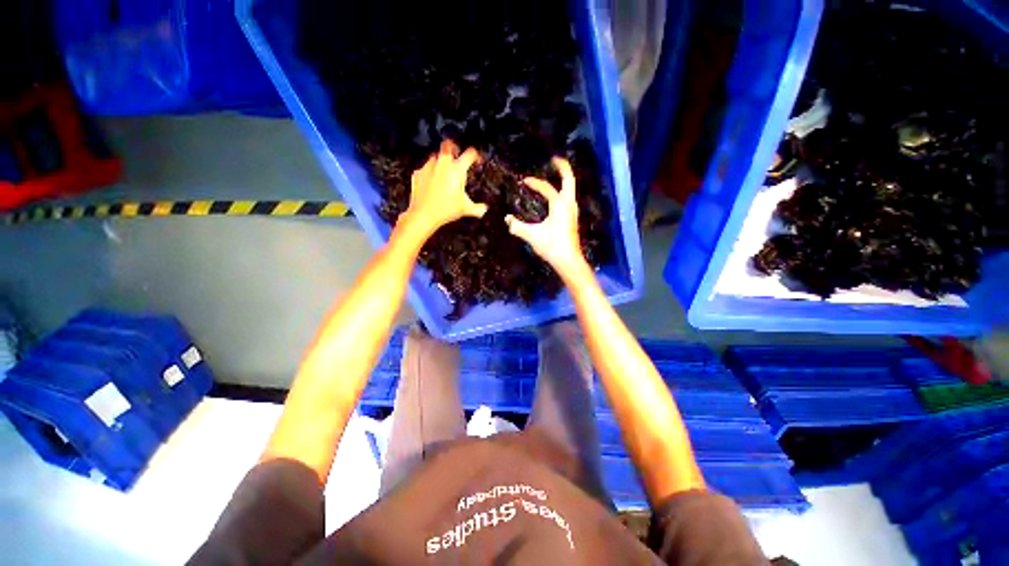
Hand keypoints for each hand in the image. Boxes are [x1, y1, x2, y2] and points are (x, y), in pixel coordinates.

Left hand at [403, 140, 487, 234]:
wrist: (424, 214)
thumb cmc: (446, 210)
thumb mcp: (466, 209)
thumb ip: (478, 208)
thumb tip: (484, 209)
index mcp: (457, 169)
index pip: (470, 154)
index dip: (476, 156)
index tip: (476, 161)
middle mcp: (442, 164)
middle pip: (448, 145)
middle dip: (454, 148)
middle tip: (457, 156)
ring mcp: (428, 167)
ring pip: (435, 156)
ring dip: (441, 161)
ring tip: (444, 173)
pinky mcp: (418, 173)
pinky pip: (425, 168)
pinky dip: (429, 173)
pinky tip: (432, 183)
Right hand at [505, 157, 588, 279]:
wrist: (569, 261)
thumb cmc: (552, 247)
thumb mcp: (532, 236)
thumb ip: (517, 227)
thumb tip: (507, 219)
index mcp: (559, 205)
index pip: (547, 188)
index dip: (535, 182)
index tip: (524, 180)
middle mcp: (569, 204)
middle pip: (569, 179)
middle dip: (563, 167)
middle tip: (554, 159)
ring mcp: (573, 211)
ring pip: (572, 188)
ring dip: (565, 179)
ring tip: (556, 174)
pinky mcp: (573, 218)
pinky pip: (569, 197)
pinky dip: (564, 190)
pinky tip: (557, 196)